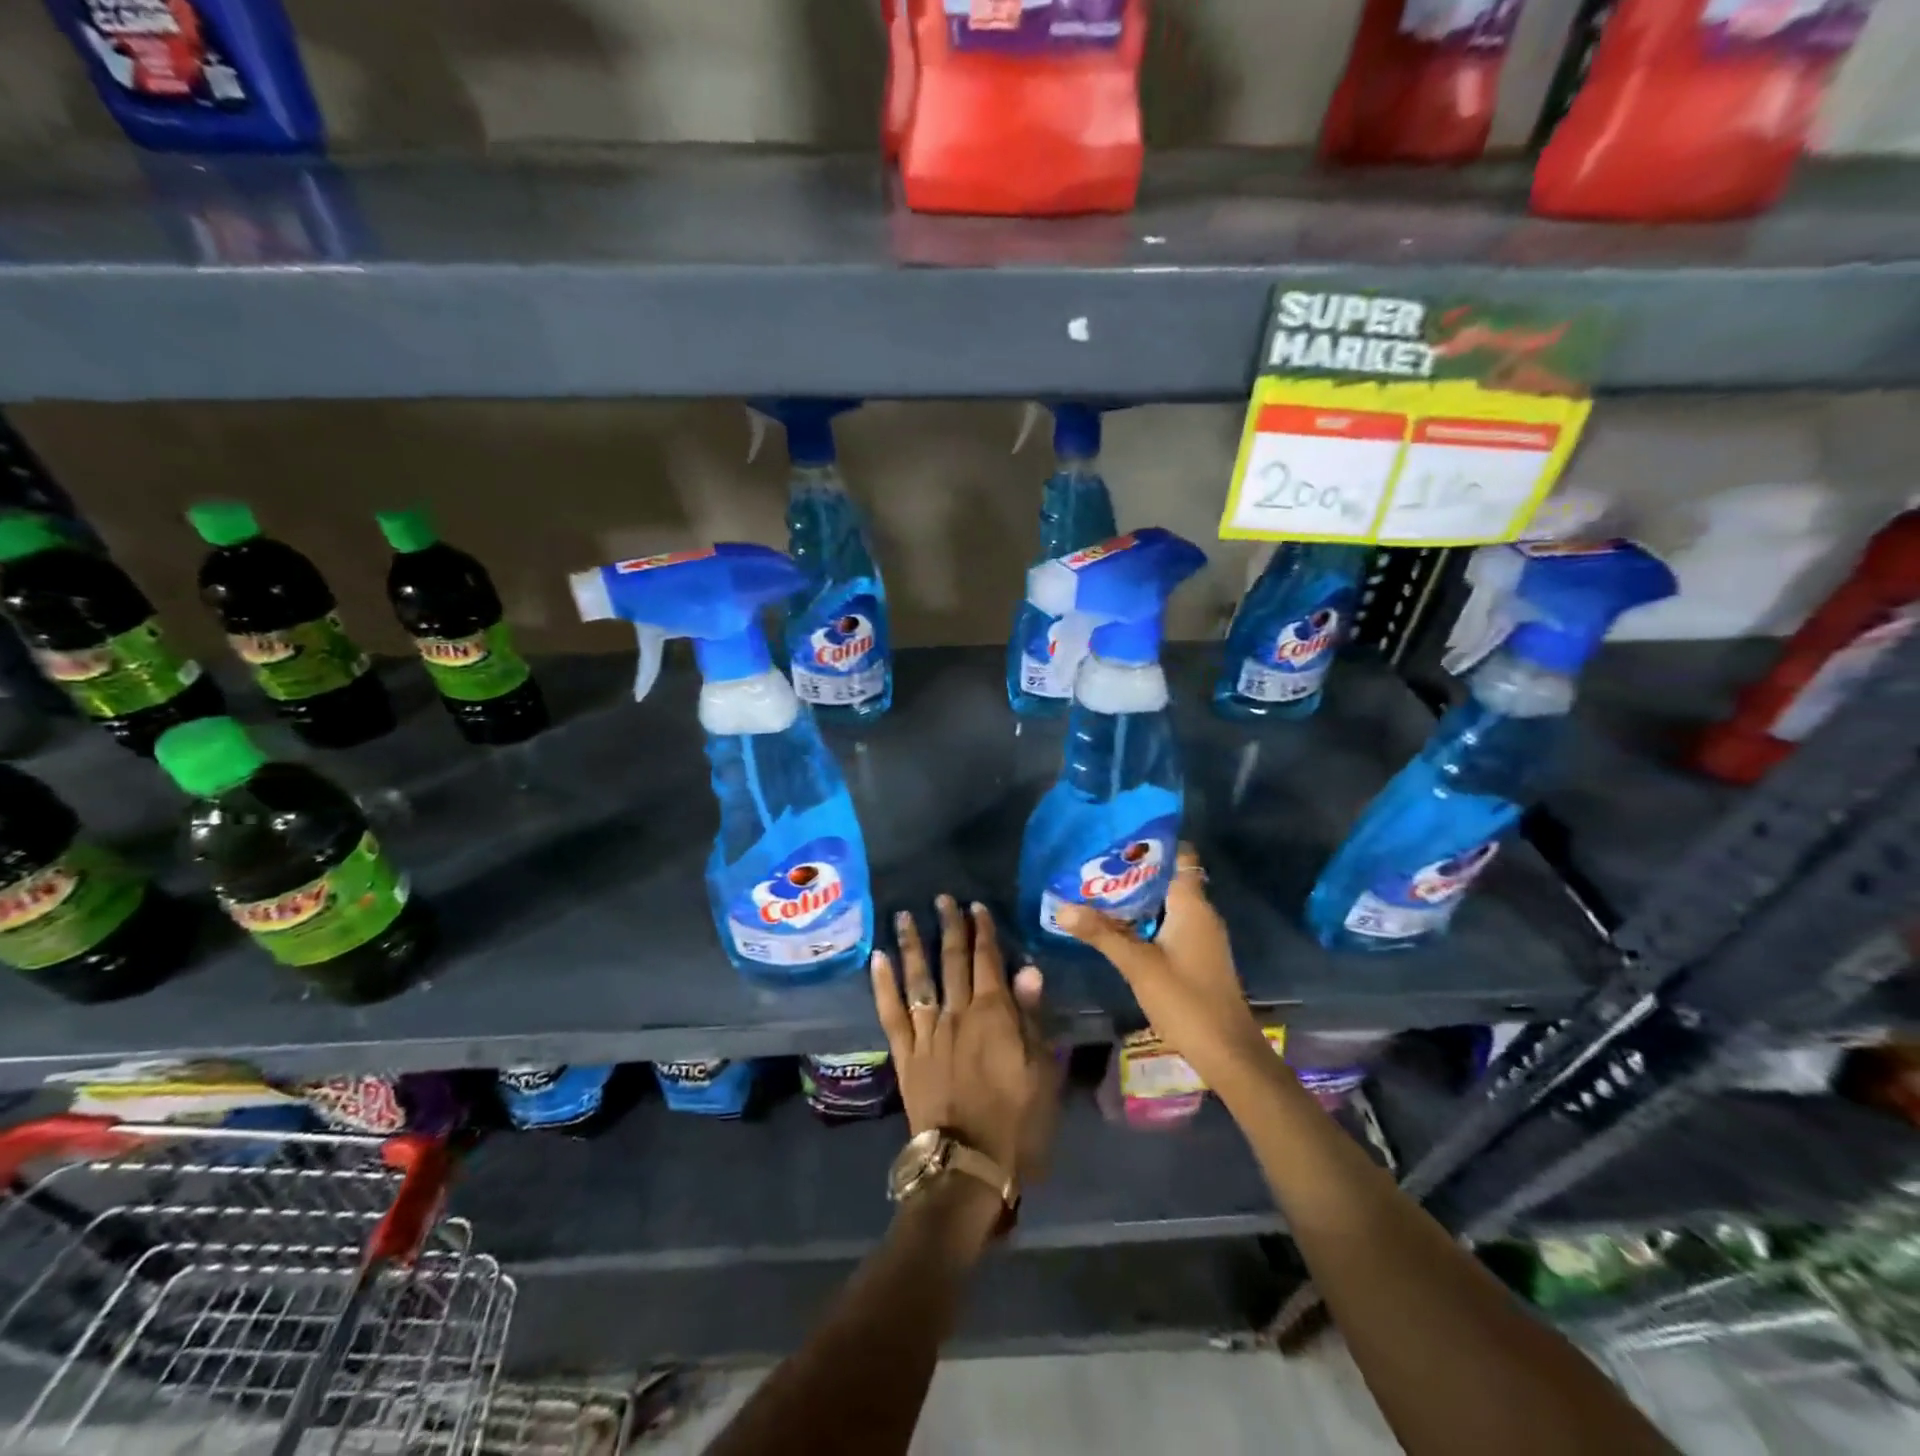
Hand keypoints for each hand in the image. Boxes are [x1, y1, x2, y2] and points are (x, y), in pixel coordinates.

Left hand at [871, 897, 1058, 1189]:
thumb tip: (1028, 970)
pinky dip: (883, 984)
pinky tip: (877, 959)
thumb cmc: (1017, 1123)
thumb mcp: (1042, 1072)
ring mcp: (927, 1033)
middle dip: (949, 926)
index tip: (976, 906)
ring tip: (904, 915)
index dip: (983, 931)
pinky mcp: (905, 1055)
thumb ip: (1032, 1018)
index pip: (988, 961)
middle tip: (942, 898)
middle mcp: (957, 1014)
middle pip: (952, 961)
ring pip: (918, 978)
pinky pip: (891, 1013)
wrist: (968, 1168)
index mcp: (993, 1015)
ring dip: (913, 944)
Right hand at [1056, 844, 1272, 1092]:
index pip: (1179, 855)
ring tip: (1096, 888)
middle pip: (1167, 877)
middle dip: (1133, 869)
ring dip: (1136, 896)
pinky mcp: (1196, 955)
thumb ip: (1101, 934)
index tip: (1118, 836)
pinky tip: (1115, 925)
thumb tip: (1062, 908)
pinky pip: (1167, 922)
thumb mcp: (1138, 965)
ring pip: (1165, 902)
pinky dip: (1144, 918)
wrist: (1227, 1053)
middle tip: (1094, 862)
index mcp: (1192, 905)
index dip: (1151, 843)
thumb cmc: (1186, 1001)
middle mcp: (1200, 913)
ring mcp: (1200, 935)